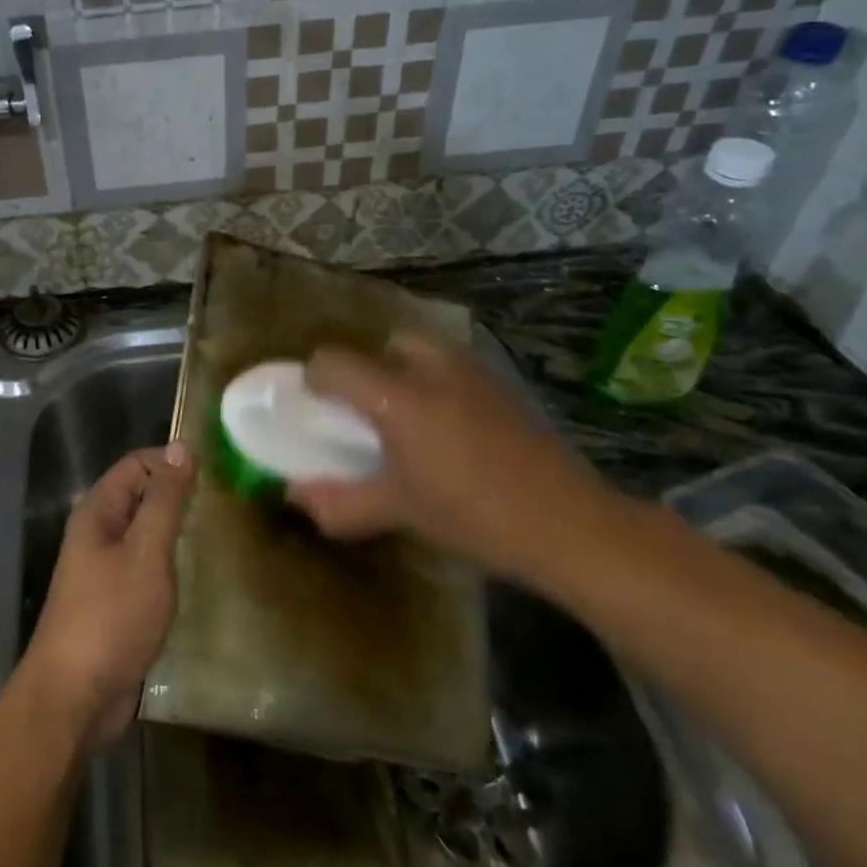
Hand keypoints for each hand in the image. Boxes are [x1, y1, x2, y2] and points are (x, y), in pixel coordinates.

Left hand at [21, 443, 195, 749]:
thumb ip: (164, 500)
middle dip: (180, 495)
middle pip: (142, 496)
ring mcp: (106, 568)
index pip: (138, 464)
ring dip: (179, 531)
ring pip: (147, 533)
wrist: (75, 696)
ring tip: (224, 532)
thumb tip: (181, 447)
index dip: (173, 461)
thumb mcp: (146, 552)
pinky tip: (203, 572)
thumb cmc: (111, 616)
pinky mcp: (118, 600)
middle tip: (229, 502)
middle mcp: (98, 532)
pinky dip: (172, 564)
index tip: (218, 471)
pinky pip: (148, 567)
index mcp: (98, 511)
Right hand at [290, 334, 629, 588]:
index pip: (334, 361)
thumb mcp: (398, 512)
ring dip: (406, 371)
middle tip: (368, 411)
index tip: (316, 408)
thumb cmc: (473, 516)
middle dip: (369, 367)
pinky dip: (439, 383)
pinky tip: (452, 430)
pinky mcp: (506, 386)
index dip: (314, 379)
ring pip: (426, 350)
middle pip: (386, 342)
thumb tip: (296, 497)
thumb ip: (340, 501)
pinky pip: (457, 368)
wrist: (570, 524)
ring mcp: (475, 372)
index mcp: (397, 396)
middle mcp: (433, 369)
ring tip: (409, 419)